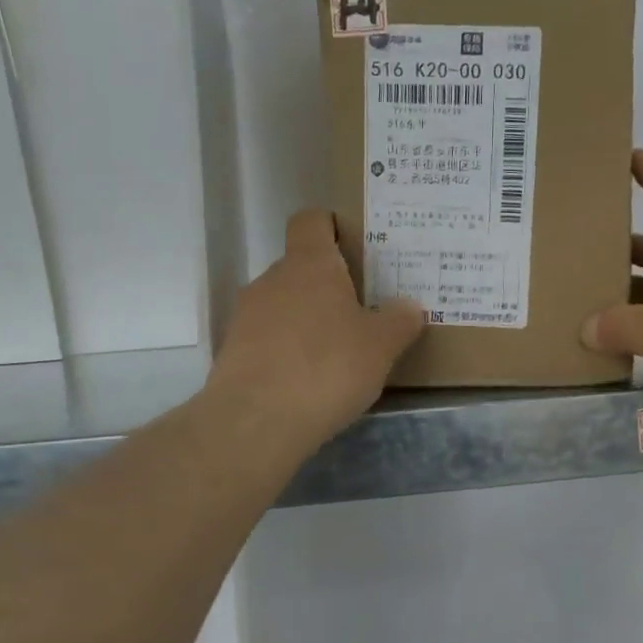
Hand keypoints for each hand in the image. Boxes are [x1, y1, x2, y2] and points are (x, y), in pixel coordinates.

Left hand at [207, 209, 424, 450]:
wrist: (257, 421)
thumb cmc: (327, 367)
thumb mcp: (381, 346)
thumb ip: (399, 321)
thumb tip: (409, 306)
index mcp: (309, 265)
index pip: (311, 221)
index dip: (330, 226)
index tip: (352, 245)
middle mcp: (272, 280)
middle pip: (300, 267)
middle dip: (328, 286)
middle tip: (361, 311)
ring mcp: (246, 316)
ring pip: (283, 305)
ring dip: (307, 320)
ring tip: (337, 352)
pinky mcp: (233, 352)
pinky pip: (268, 339)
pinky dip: (288, 350)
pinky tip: (308, 379)